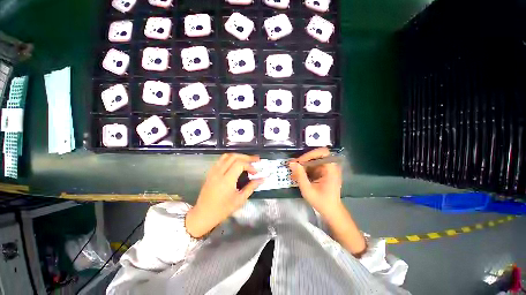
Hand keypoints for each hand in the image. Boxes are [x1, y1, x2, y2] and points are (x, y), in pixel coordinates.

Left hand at [186, 153, 262, 237]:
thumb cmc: (223, 209)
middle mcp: (219, 172)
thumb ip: (251, 187)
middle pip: (234, 157)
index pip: (240, 164)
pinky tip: (235, 163)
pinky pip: (221, 160)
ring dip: (238, 156)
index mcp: (226, 179)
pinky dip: (230, 158)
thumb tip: (262, 179)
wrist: (203, 214)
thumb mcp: (240, 199)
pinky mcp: (211, 172)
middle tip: (256, 160)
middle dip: (246, 157)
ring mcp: (213, 171)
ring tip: (247, 160)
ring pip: (227, 156)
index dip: (250, 165)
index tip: (256, 172)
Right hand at [289, 147, 342, 216]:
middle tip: (292, 165)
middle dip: (303, 160)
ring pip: (313, 161)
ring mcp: (326, 169)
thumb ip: (300, 175)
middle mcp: (330, 167)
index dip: (310, 154)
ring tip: (293, 170)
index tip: (300, 161)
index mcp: (331, 169)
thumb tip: (292, 163)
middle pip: (316, 156)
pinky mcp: (323, 172)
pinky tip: (297, 175)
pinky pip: (312, 166)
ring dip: (302, 165)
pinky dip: (304, 169)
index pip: (322, 152)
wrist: (331, 211)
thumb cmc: (321, 202)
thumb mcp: (308, 190)